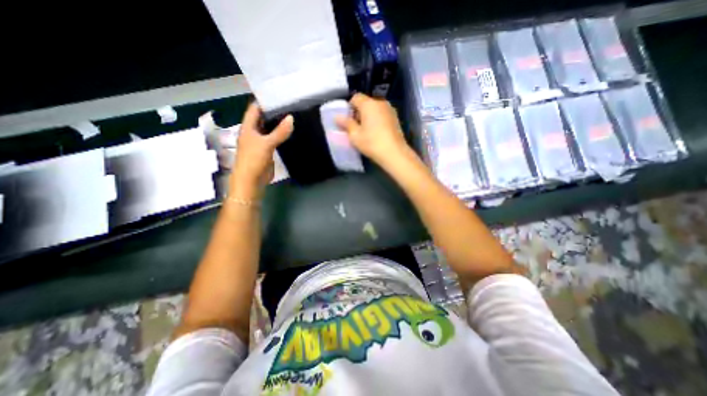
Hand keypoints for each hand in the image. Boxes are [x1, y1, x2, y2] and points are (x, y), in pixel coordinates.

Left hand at [233, 102, 291, 199]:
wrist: (251, 181)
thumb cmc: (253, 159)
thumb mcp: (266, 143)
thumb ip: (279, 132)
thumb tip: (291, 118)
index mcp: (248, 127)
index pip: (255, 108)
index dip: (265, 101)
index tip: (280, 95)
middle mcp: (254, 132)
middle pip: (263, 118)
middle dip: (274, 112)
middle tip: (290, 105)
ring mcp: (261, 141)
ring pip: (270, 129)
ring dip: (279, 124)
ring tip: (293, 116)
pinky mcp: (267, 150)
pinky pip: (275, 139)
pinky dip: (281, 135)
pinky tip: (291, 132)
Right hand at [335, 94, 411, 166]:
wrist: (394, 153)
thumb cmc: (372, 143)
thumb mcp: (355, 135)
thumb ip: (346, 124)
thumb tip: (337, 117)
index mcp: (369, 104)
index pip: (356, 98)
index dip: (349, 107)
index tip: (348, 120)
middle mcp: (380, 103)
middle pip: (366, 103)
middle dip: (359, 112)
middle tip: (355, 127)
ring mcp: (390, 110)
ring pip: (375, 109)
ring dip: (369, 117)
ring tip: (366, 131)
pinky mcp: (396, 119)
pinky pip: (382, 115)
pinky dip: (377, 120)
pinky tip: (376, 133)